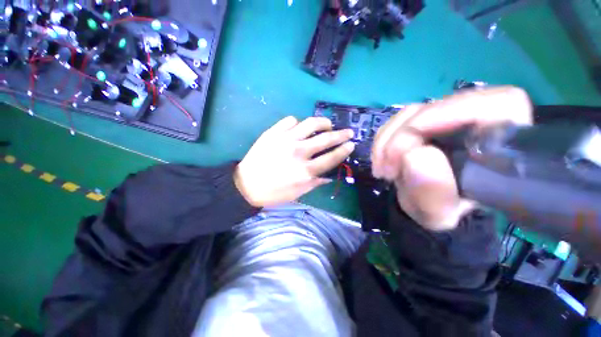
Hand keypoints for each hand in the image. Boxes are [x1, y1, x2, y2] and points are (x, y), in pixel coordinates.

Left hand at [234, 116, 354, 206]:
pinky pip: (290, 121)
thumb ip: (316, 183)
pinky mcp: (273, 133)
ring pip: (310, 123)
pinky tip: (299, 128)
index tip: (351, 144)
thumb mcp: (298, 193)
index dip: (344, 150)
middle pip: (325, 139)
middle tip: (348, 131)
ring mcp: (285, 140)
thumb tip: (330, 175)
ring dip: (323, 122)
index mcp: (305, 171)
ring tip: (327, 125)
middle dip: (341, 134)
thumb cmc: (274, 193)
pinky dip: (298, 123)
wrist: (246, 185)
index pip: (331, 157)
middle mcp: (298, 152)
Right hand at [371, 86, 532, 230]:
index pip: (494, 104)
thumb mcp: (437, 213)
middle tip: (386, 169)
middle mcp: (479, 121)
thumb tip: (416, 153)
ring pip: (411, 113)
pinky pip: (398, 121)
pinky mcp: (425, 120)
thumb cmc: (441, 211)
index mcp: (503, 143)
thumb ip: (433, 191)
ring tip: (381, 168)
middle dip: (402, 137)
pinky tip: (380, 159)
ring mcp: (448, 117)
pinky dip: (383, 139)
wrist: (425, 203)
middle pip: (437, 108)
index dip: (448, 117)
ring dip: (387, 141)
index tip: (410, 149)